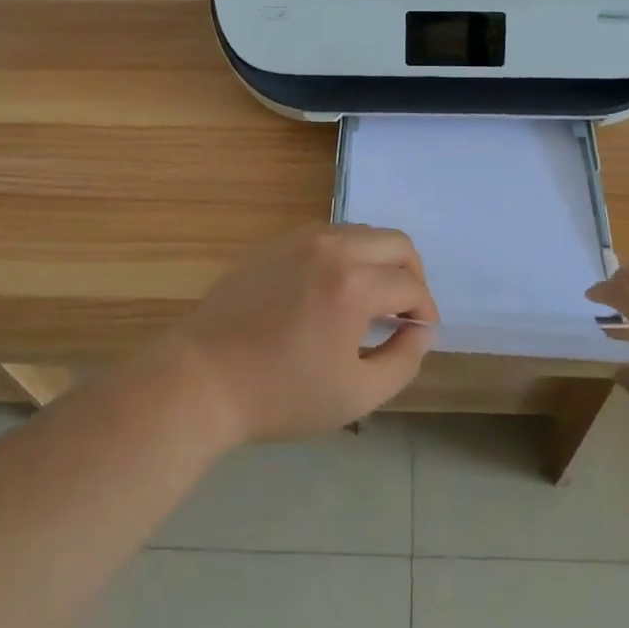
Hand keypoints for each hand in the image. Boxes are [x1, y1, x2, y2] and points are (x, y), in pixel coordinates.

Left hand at [164, 224, 438, 443]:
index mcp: (354, 284)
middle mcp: (332, 248)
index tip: (419, 335)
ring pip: (363, 232)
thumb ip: (402, 360)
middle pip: (395, 242)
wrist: (203, 379)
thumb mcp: (356, 394)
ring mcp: (301, 240)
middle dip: (412, 274)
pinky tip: (336, 289)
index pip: (411, 286)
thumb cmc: (281, 395)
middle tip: (405, 311)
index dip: (425, 312)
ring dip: (380, 260)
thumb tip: (420, 330)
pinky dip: (348, 254)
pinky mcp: (278, 243)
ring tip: (373, 300)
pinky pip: (330, 235)